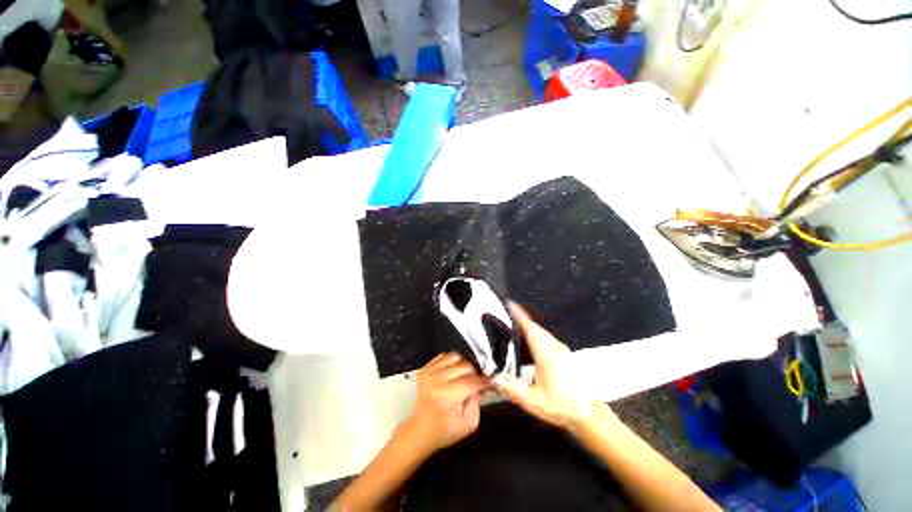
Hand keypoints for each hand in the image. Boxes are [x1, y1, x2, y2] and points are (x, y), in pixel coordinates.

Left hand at [403, 352, 486, 456]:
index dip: (483, 380)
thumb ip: (478, 403)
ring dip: (465, 364)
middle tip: (480, 379)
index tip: (491, 380)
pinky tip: (457, 370)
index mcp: (446, 396)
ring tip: (469, 373)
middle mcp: (436, 380)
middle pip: (464, 366)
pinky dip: (454, 361)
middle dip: (476, 372)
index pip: (470, 382)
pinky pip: (445, 356)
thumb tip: (482, 385)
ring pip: (455, 356)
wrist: (420, 430)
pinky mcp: (425, 368)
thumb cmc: (444, 430)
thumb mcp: (468, 424)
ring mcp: (429, 372)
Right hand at [495, 302, 613, 433]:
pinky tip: (530, 342)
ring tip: (514, 326)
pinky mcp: (565, 355)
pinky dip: (536, 334)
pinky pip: (547, 338)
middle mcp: (554, 347)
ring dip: (529, 326)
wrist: (589, 414)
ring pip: (542, 332)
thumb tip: (493, 377)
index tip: (509, 304)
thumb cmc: (562, 405)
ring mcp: (561, 350)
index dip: (519, 315)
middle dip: (522, 319)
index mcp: (546, 353)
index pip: (530, 328)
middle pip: (536, 327)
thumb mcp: (534, 401)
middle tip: (506, 315)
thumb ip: (513, 389)